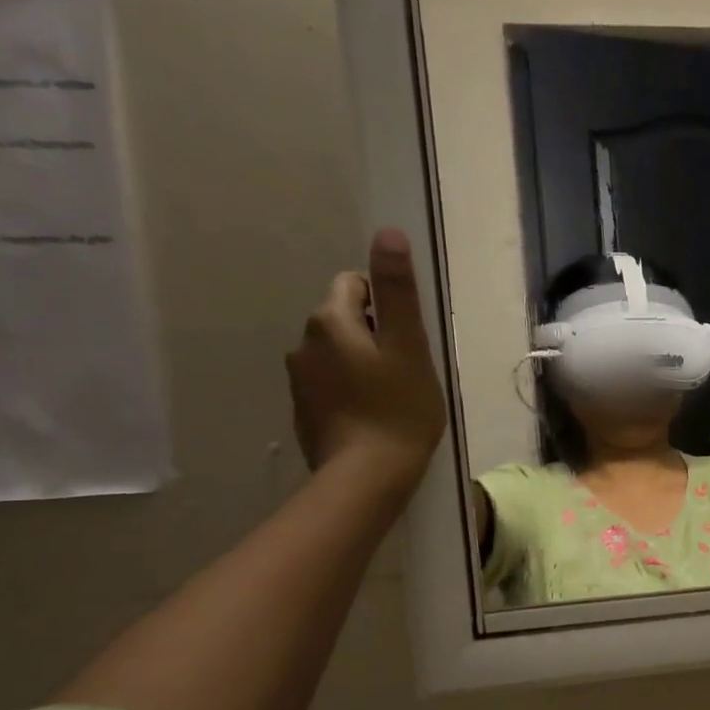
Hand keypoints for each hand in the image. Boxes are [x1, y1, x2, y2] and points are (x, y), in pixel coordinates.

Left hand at [286, 229, 446, 502]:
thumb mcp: (409, 345)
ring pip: (337, 353)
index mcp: (330, 321)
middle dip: (375, 334)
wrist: (366, 476)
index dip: (387, 306)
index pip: (355, 285)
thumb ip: (398, 290)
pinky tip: (373, 415)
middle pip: (345, 319)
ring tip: (392, 395)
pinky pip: (330, 383)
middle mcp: (304, 343)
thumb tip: (388, 233)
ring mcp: (299, 379)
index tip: (408, 339)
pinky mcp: (303, 410)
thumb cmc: (399, 408)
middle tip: (407, 369)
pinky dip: (350, 390)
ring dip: (363, 363)